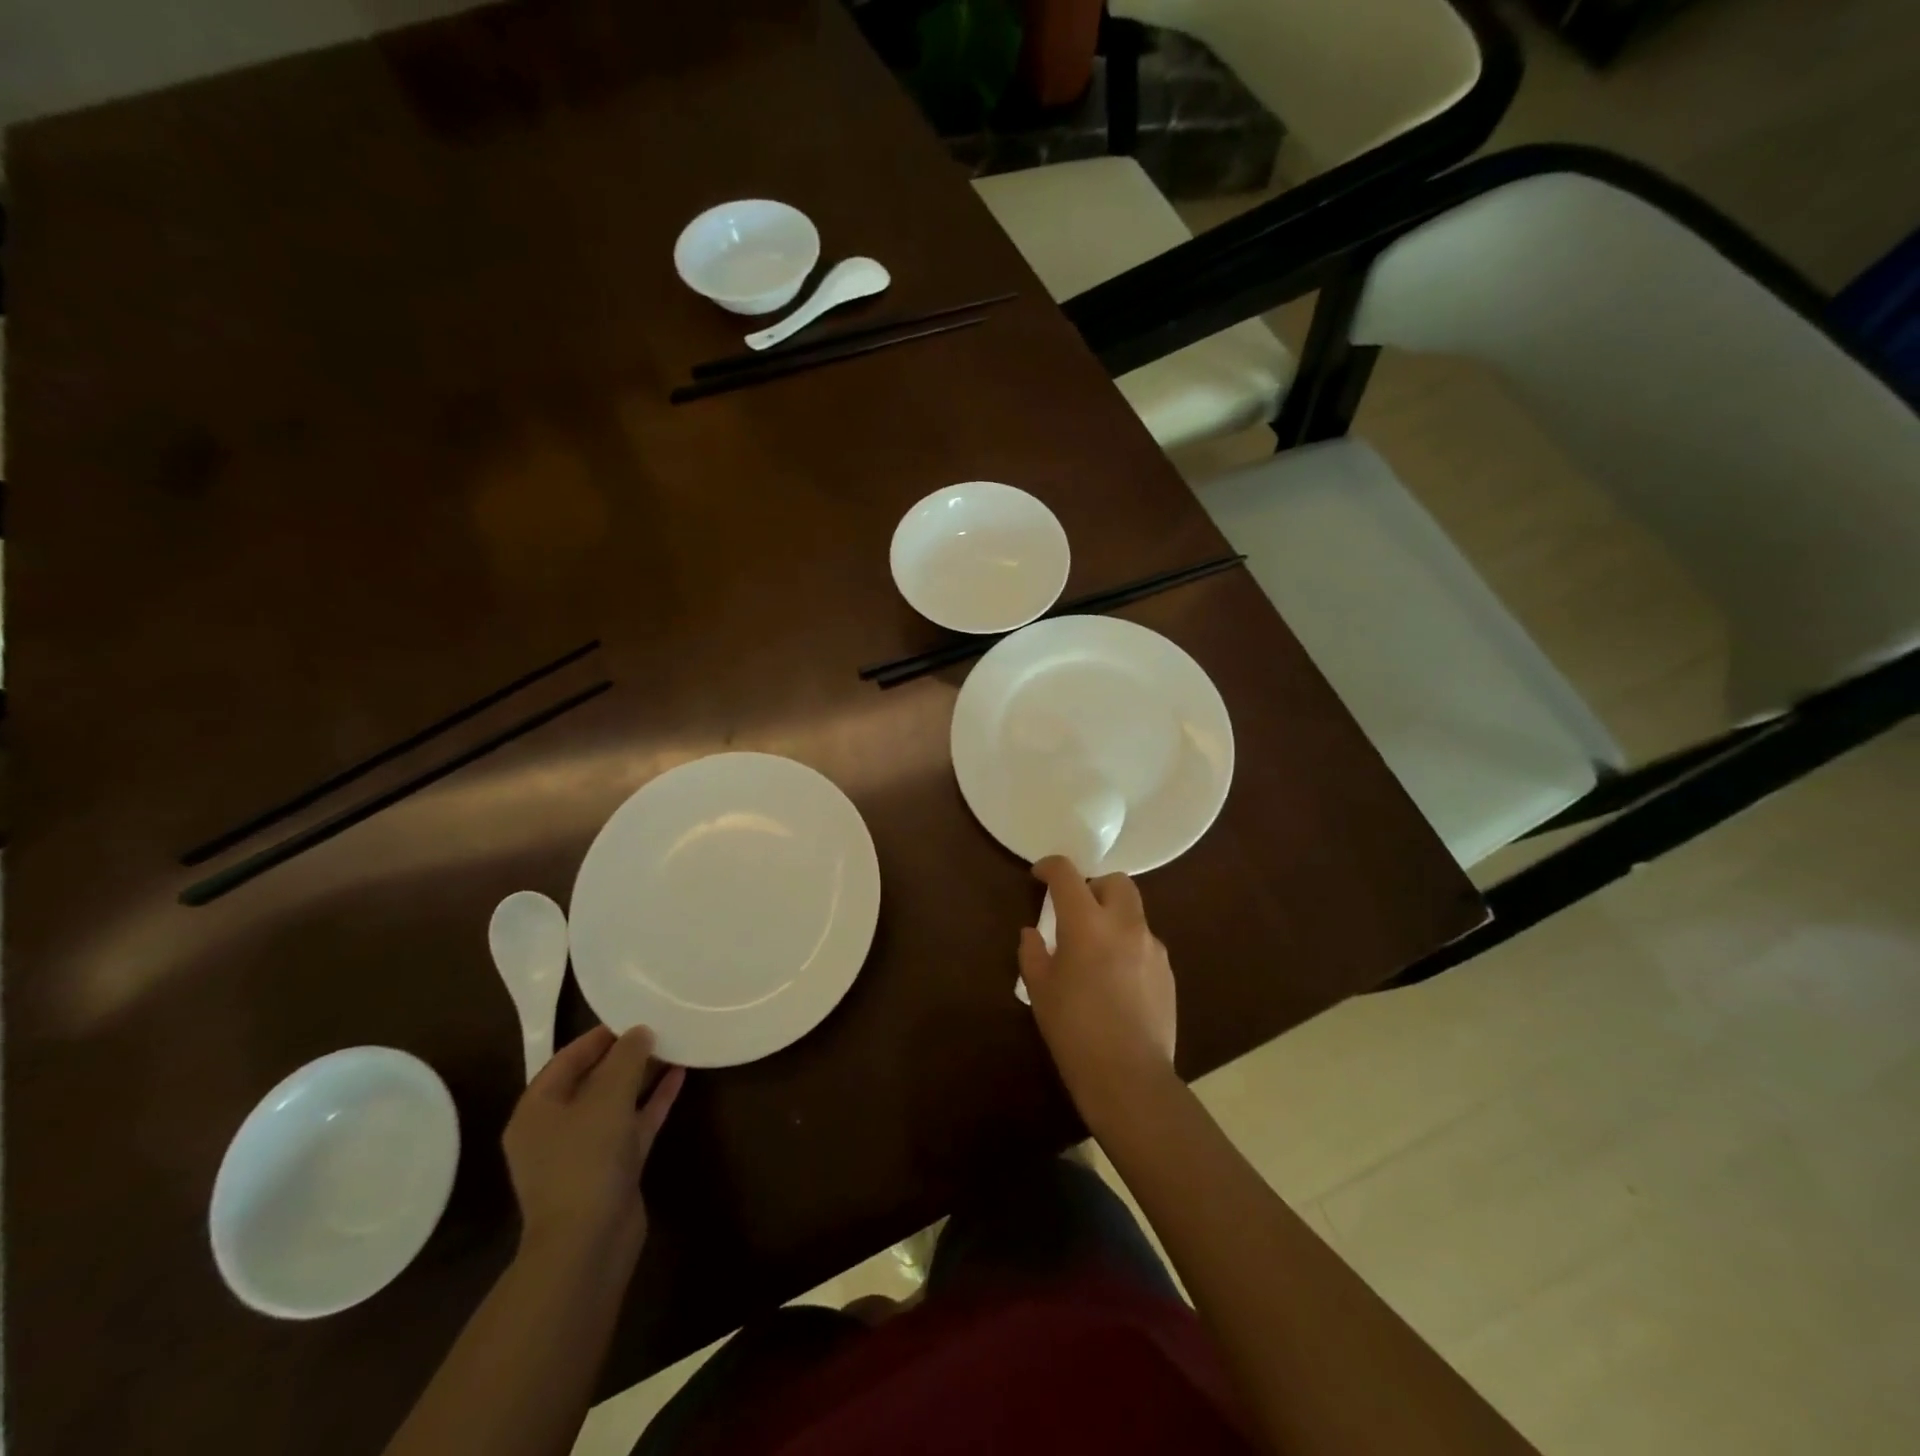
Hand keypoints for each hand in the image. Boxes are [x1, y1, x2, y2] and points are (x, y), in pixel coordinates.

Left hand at [502, 1025, 685, 1263]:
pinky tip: (679, 1077)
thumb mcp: (607, 1097)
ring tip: (674, 1045)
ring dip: (643, 1076)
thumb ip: (626, 1058)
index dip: (599, 1036)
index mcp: (537, 1111)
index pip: (566, 1060)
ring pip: (616, 1102)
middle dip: (625, 1055)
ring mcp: (585, 1151)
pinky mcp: (613, 1168)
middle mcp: (556, 1129)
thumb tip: (640, 1031)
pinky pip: (634, 1123)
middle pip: (592, 1080)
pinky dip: (653, 1101)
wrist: (588, 1244)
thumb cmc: (585, 1160)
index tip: (633, 1015)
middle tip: (658, 1027)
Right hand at [1019, 857, 1176, 1118]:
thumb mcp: (1040, 990)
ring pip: (1134, 911)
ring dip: (1113, 917)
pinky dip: (1128, 945)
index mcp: (1086, 923)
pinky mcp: (1167, 971)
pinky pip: (1145, 942)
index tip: (1039, 876)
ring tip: (1097, 950)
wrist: (1128, 1076)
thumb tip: (1034, 933)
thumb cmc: (1074, 1030)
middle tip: (1076, 910)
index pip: (1067, 875)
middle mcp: (1124, 924)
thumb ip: (1033, 952)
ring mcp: (1152, 947)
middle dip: (1094, 886)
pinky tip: (1117, 979)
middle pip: (1115, 881)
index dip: (1050, 867)